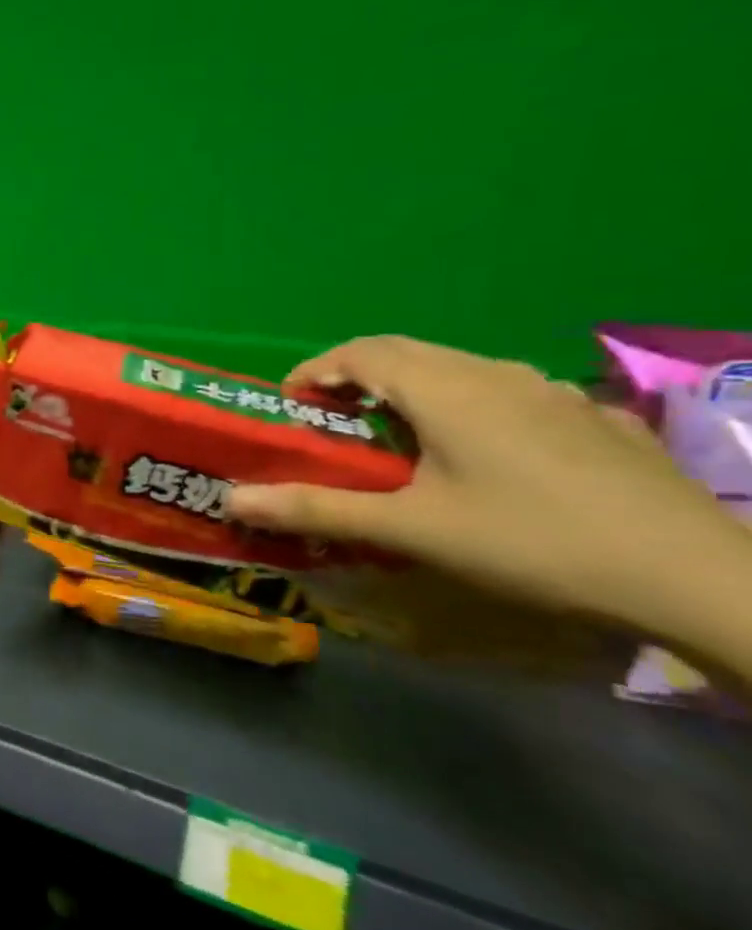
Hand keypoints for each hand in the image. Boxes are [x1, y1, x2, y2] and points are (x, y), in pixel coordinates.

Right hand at [225, 335, 749, 637]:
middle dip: (356, 378)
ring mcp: (556, 394)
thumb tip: (231, 499)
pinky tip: (483, 458)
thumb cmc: (530, 542)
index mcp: (447, 389)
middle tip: (330, 423)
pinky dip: (468, 408)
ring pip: (461, 370)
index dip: (315, 370)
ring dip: (412, 391)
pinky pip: (511, 395)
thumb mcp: (410, 530)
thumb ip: (316, 509)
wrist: (698, 577)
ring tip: (397, 440)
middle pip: (408, 353)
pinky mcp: (597, 421)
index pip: (360, 352)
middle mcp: (498, 375)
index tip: (288, 405)